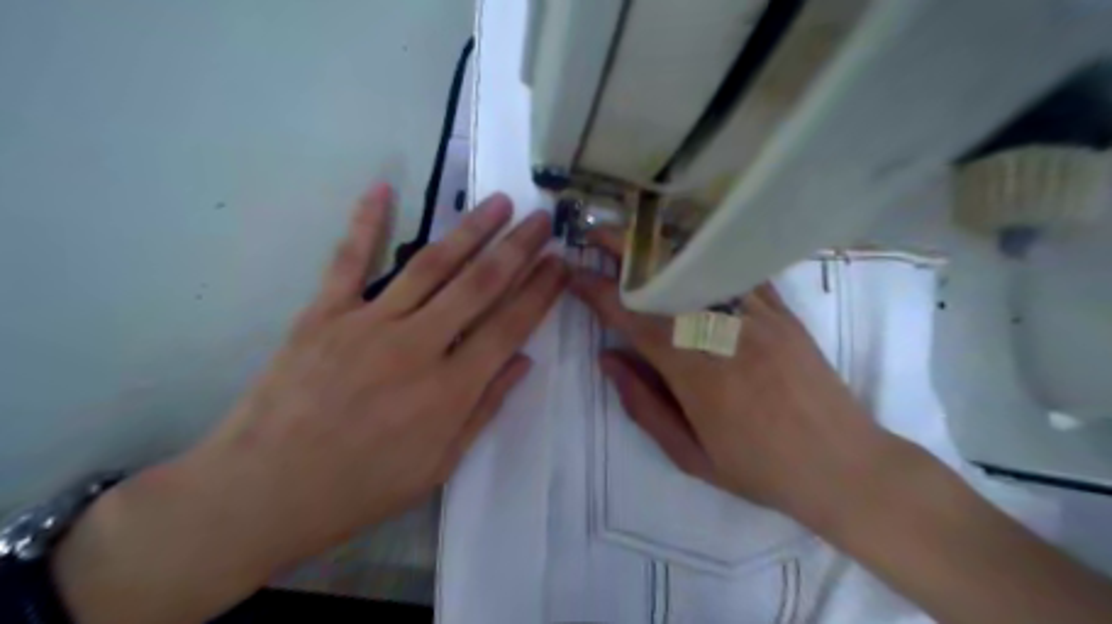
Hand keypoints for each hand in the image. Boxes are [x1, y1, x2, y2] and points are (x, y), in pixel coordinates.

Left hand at [52, 184, 565, 623]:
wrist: (262, 493)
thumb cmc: (360, 488)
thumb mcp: (437, 466)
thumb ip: (484, 409)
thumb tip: (523, 361)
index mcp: (449, 391)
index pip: (510, 327)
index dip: (541, 292)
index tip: (561, 264)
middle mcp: (417, 347)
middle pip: (479, 285)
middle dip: (518, 248)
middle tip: (543, 220)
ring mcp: (367, 324)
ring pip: (430, 265)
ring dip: (470, 230)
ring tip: (499, 202)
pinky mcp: (322, 315)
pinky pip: (349, 260)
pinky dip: (365, 222)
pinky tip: (383, 188)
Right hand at [574, 229, 890, 525]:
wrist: (844, 465)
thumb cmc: (760, 469)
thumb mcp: (690, 456)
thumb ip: (643, 405)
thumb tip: (607, 358)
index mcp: (696, 374)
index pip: (636, 320)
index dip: (600, 294)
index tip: (575, 275)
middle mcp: (724, 334)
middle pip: (666, 282)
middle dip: (625, 252)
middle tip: (595, 234)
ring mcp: (758, 317)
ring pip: (701, 269)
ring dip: (660, 247)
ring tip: (631, 233)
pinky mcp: (783, 312)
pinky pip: (739, 273)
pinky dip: (708, 255)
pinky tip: (688, 243)